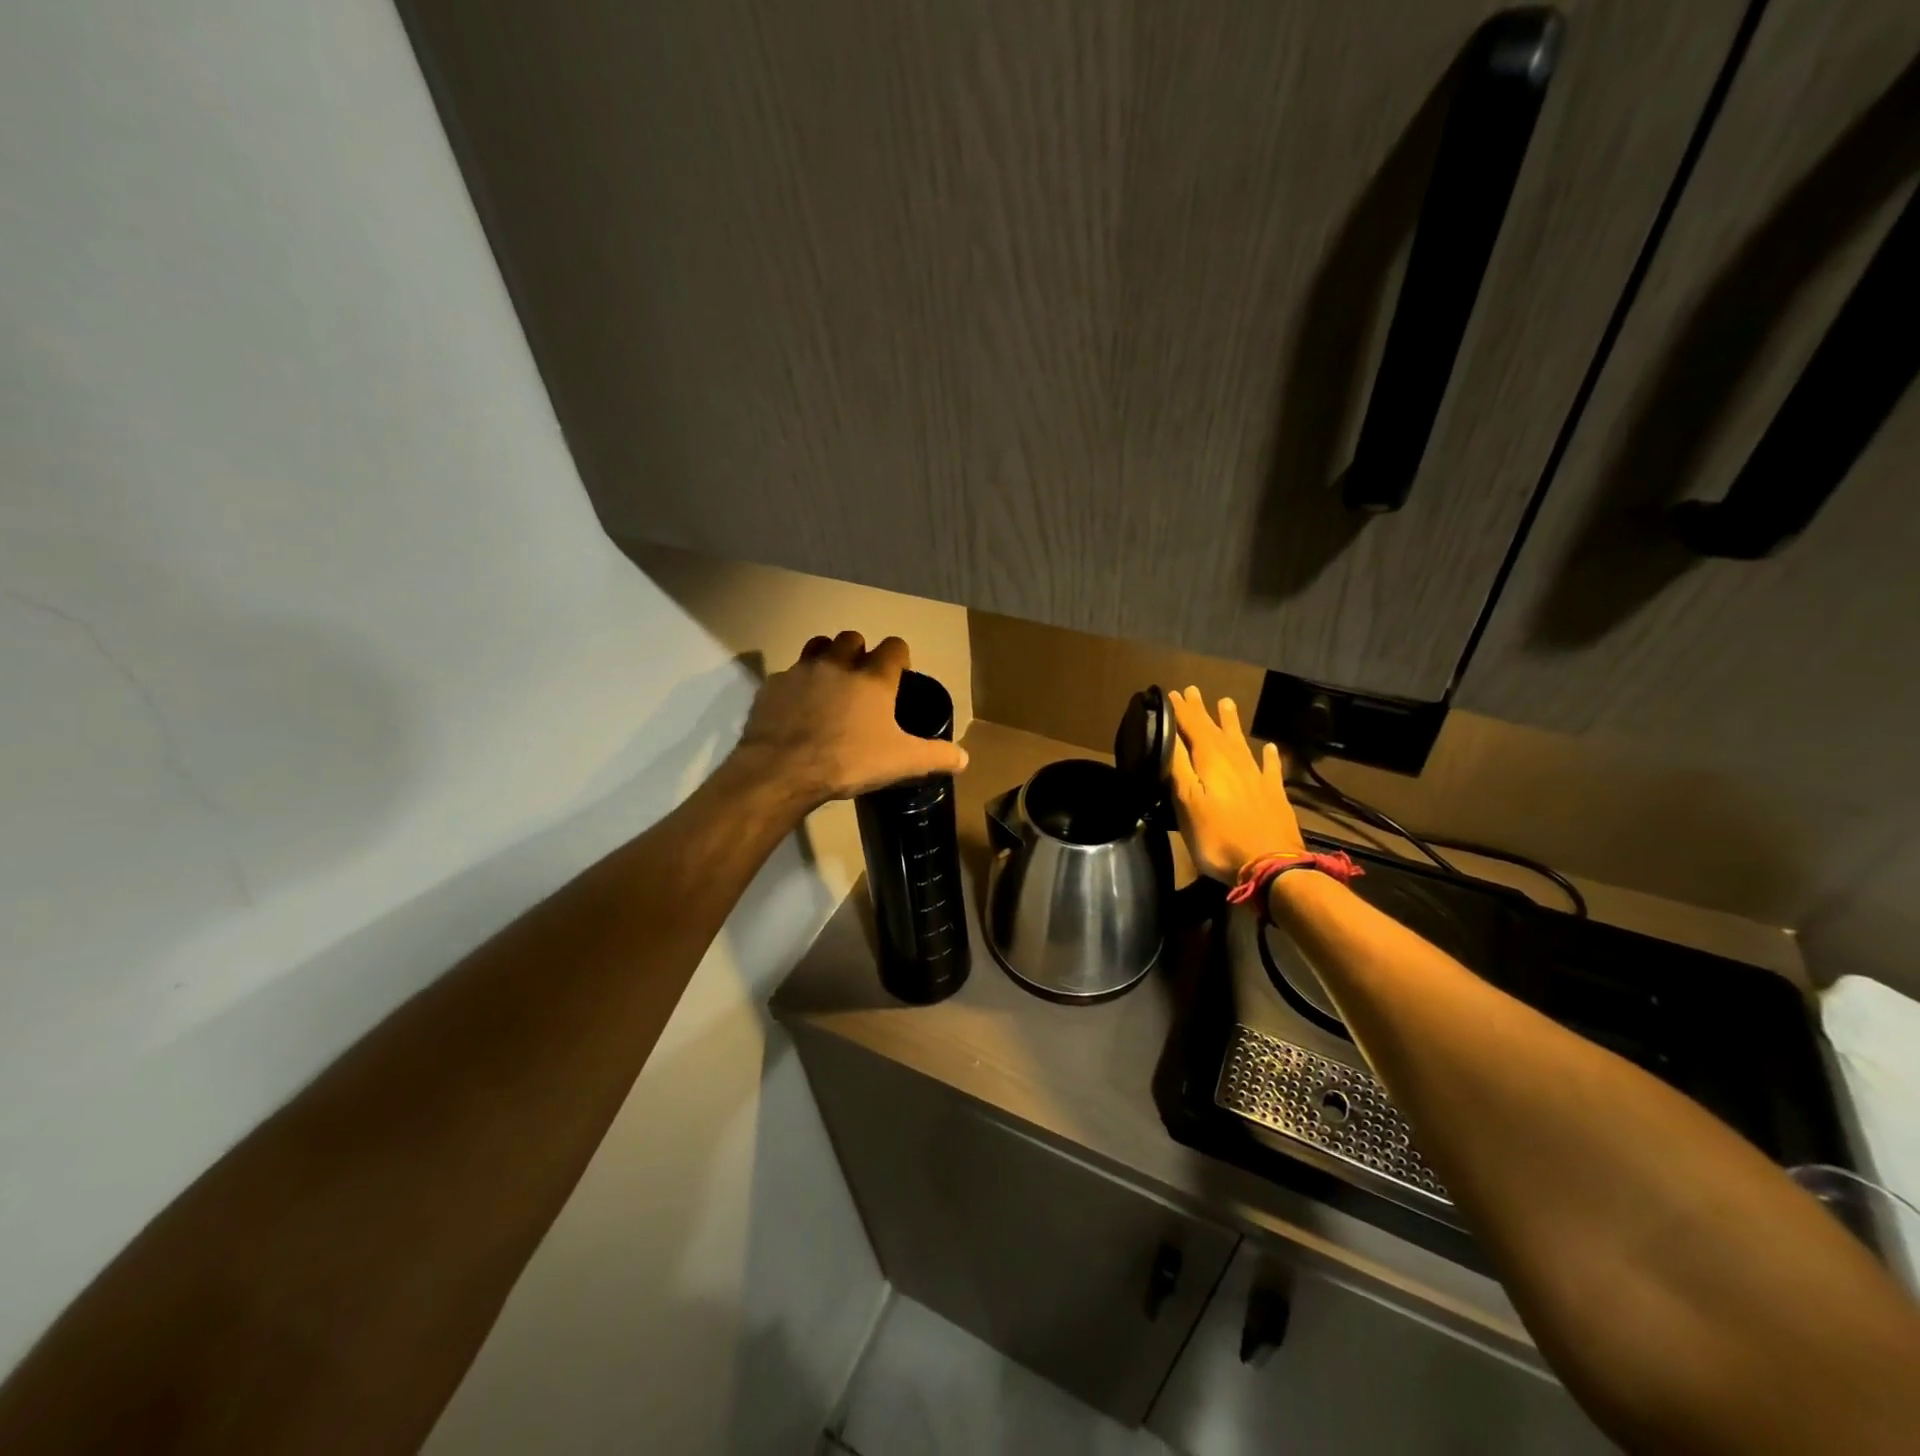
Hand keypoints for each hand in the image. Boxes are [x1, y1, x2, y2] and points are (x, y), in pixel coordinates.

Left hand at [734, 632, 967, 804]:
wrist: (782, 770)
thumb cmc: (849, 761)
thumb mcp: (901, 762)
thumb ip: (936, 756)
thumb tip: (964, 759)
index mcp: (873, 678)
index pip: (894, 646)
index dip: (899, 658)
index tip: (899, 675)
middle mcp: (838, 664)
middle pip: (852, 638)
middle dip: (859, 652)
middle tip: (861, 680)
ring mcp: (801, 671)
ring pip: (817, 647)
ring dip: (826, 658)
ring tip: (829, 685)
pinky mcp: (772, 686)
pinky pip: (788, 676)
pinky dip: (796, 687)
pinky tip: (797, 710)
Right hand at [1166, 687, 1303, 882]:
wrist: (1271, 866)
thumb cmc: (1219, 837)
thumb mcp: (1187, 803)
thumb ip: (1178, 767)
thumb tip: (1167, 735)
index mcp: (1211, 761)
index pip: (1191, 727)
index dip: (1181, 711)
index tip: (1171, 694)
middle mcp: (1235, 762)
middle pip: (1215, 730)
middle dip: (1201, 712)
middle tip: (1193, 691)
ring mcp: (1257, 777)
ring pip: (1241, 742)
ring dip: (1231, 723)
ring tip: (1227, 703)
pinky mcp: (1273, 795)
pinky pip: (1270, 768)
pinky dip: (1268, 756)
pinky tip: (1270, 748)